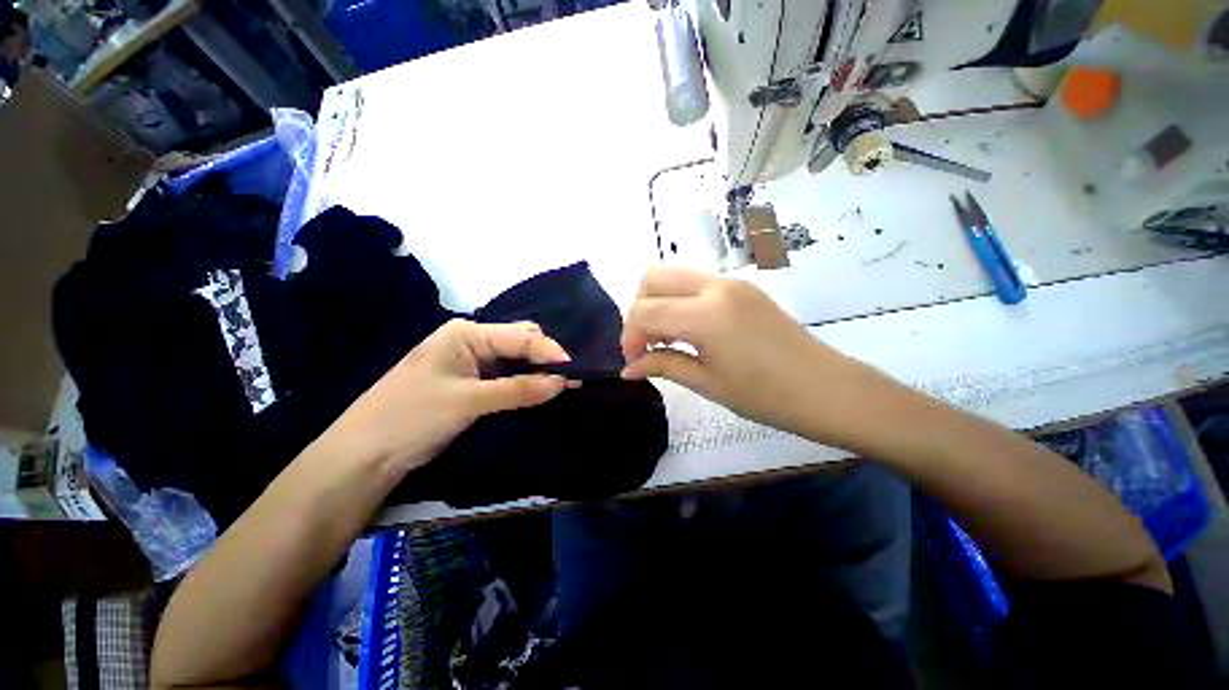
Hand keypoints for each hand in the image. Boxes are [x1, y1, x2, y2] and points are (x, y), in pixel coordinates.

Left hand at [331, 319, 571, 476]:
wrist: (365, 455)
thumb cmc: (411, 417)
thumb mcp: (469, 401)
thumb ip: (519, 390)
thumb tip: (564, 382)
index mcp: (467, 333)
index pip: (521, 336)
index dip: (550, 352)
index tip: (576, 371)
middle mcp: (471, 340)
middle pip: (520, 340)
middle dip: (546, 357)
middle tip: (570, 379)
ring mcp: (470, 361)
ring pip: (515, 358)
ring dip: (538, 371)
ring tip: (562, 385)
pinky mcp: (470, 381)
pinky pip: (506, 375)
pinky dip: (524, 382)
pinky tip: (539, 391)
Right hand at [620, 266, 884, 442]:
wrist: (827, 389)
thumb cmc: (765, 395)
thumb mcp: (706, 382)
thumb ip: (662, 365)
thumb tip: (628, 368)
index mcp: (705, 314)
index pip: (645, 311)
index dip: (630, 336)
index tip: (633, 360)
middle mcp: (715, 286)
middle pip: (653, 276)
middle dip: (639, 308)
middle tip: (647, 343)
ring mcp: (732, 282)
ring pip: (674, 275)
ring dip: (659, 302)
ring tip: (667, 339)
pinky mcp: (743, 287)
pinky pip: (696, 283)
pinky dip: (680, 301)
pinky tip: (689, 331)